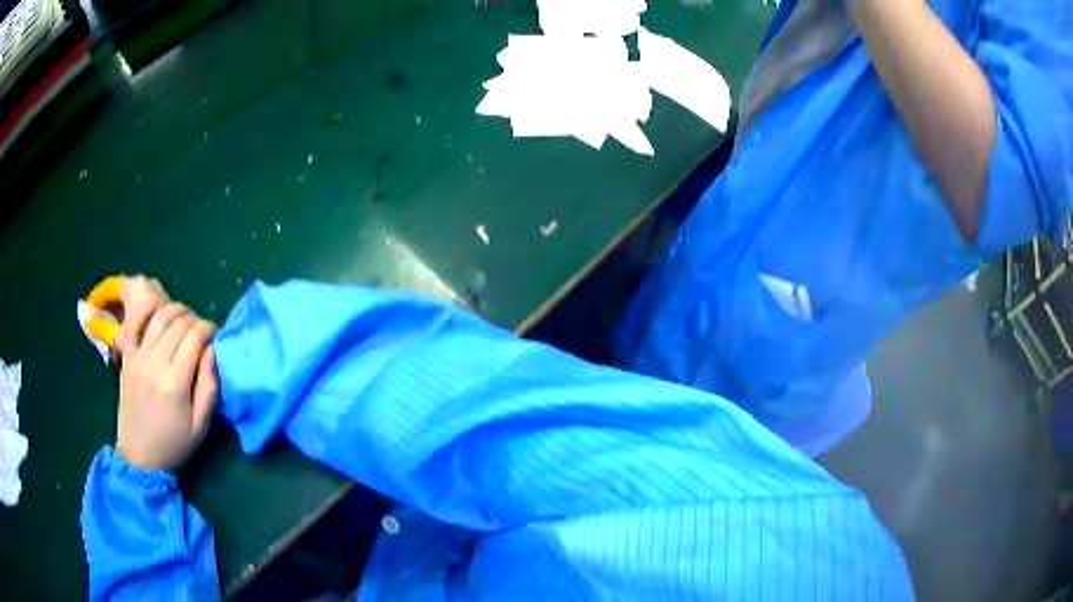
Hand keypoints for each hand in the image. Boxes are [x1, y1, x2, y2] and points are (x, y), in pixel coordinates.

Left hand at [116, 281, 218, 469]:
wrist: (139, 455)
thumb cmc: (174, 444)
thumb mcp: (200, 425)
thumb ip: (209, 387)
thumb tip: (213, 351)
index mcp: (174, 382)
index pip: (195, 336)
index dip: (209, 328)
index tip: (216, 336)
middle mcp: (154, 362)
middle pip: (178, 321)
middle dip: (196, 319)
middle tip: (202, 332)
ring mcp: (138, 356)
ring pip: (159, 315)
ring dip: (176, 311)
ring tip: (185, 322)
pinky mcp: (127, 356)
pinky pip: (136, 321)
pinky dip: (149, 309)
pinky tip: (158, 311)